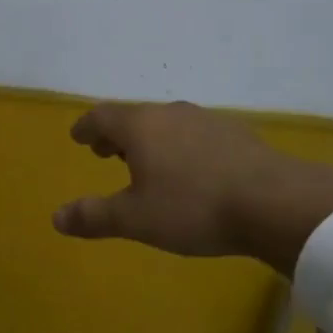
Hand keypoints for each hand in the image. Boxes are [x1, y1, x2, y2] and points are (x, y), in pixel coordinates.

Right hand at [52, 101, 332, 275]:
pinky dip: (183, 148)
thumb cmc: (193, 207)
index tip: (78, 137)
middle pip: (136, 117)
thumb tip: (56, 217)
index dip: (87, 127)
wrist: (276, 203)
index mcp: (141, 127)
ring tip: (149, 163)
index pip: (103, 116)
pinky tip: (194, 171)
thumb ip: (94, 216)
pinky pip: (197, 136)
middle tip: (107, 152)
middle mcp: (172, 114)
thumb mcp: (136, 219)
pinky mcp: (239, 136)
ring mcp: (208, 121)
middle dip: (118, 135)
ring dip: (152, 141)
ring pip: (169, 125)